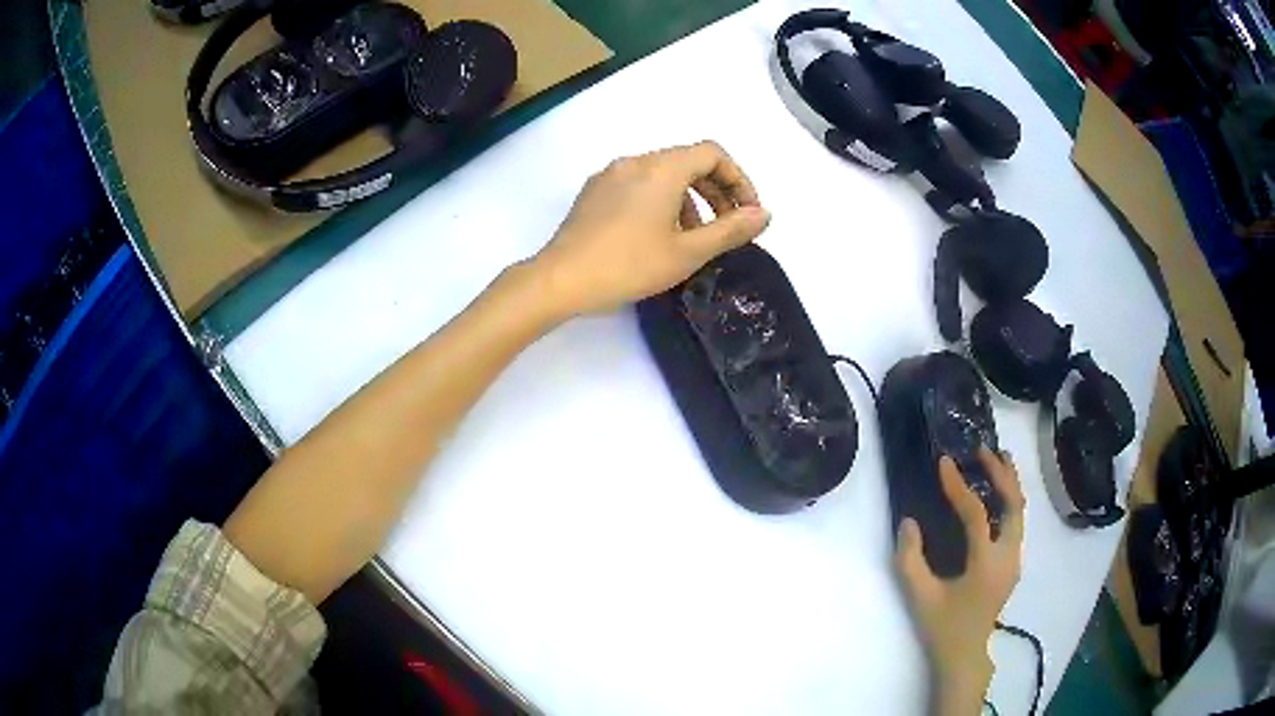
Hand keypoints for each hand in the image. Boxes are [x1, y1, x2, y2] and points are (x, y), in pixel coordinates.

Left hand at [532, 141, 770, 315]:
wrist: (561, 280)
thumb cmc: (629, 265)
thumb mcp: (688, 252)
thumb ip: (731, 230)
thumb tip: (763, 215)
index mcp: (662, 167)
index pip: (712, 153)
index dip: (738, 179)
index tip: (746, 213)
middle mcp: (636, 161)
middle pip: (688, 162)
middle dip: (716, 191)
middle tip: (727, 228)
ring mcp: (610, 174)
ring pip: (662, 174)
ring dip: (688, 199)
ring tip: (692, 238)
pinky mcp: (593, 192)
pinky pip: (637, 185)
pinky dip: (660, 201)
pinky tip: (656, 236)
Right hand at [895, 447, 1025, 715]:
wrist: (966, 654)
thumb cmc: (942, 627)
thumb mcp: (919, 597)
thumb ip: (910, 560)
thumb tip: (908, 522)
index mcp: (985, 564)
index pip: (976, 514)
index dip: (958, 486)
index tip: (943, 462)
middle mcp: (1007, 556)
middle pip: (1013, 504)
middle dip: (1000, 473)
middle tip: (982, 450)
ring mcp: (1015, 559)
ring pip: (1019, 511)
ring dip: (1010, 483)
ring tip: (999, 458)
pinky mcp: (1013, 563)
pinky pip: (1016, 523)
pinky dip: (1009, 501)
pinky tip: (999, 493)